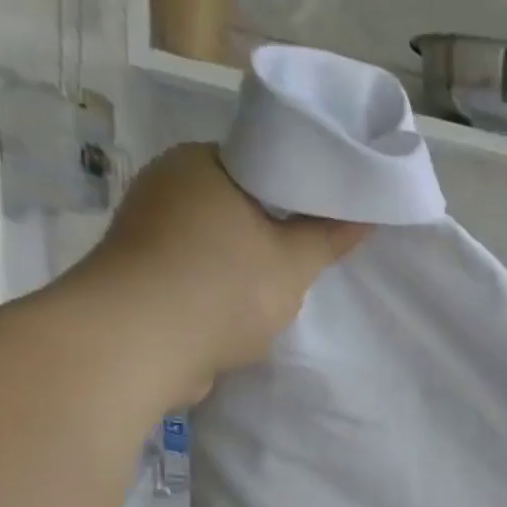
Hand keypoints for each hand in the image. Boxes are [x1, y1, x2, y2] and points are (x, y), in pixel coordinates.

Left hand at [76, 144, 369, 395]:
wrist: (140, 344)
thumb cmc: (223, 288)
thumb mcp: (293, 264)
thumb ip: (329, 238)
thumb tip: (366, 216)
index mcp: (201, 162)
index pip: (262, 163)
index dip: (299, 191)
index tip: (326, 218)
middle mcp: (167, 184)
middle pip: (240, 203)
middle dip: (274, 231)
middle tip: (312, 256)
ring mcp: (148, 229)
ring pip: (218, 240)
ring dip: (247, 264)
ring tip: (283, 288)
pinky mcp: (142, 272)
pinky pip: (196, 270)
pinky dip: (220, 286)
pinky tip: (245, 310)